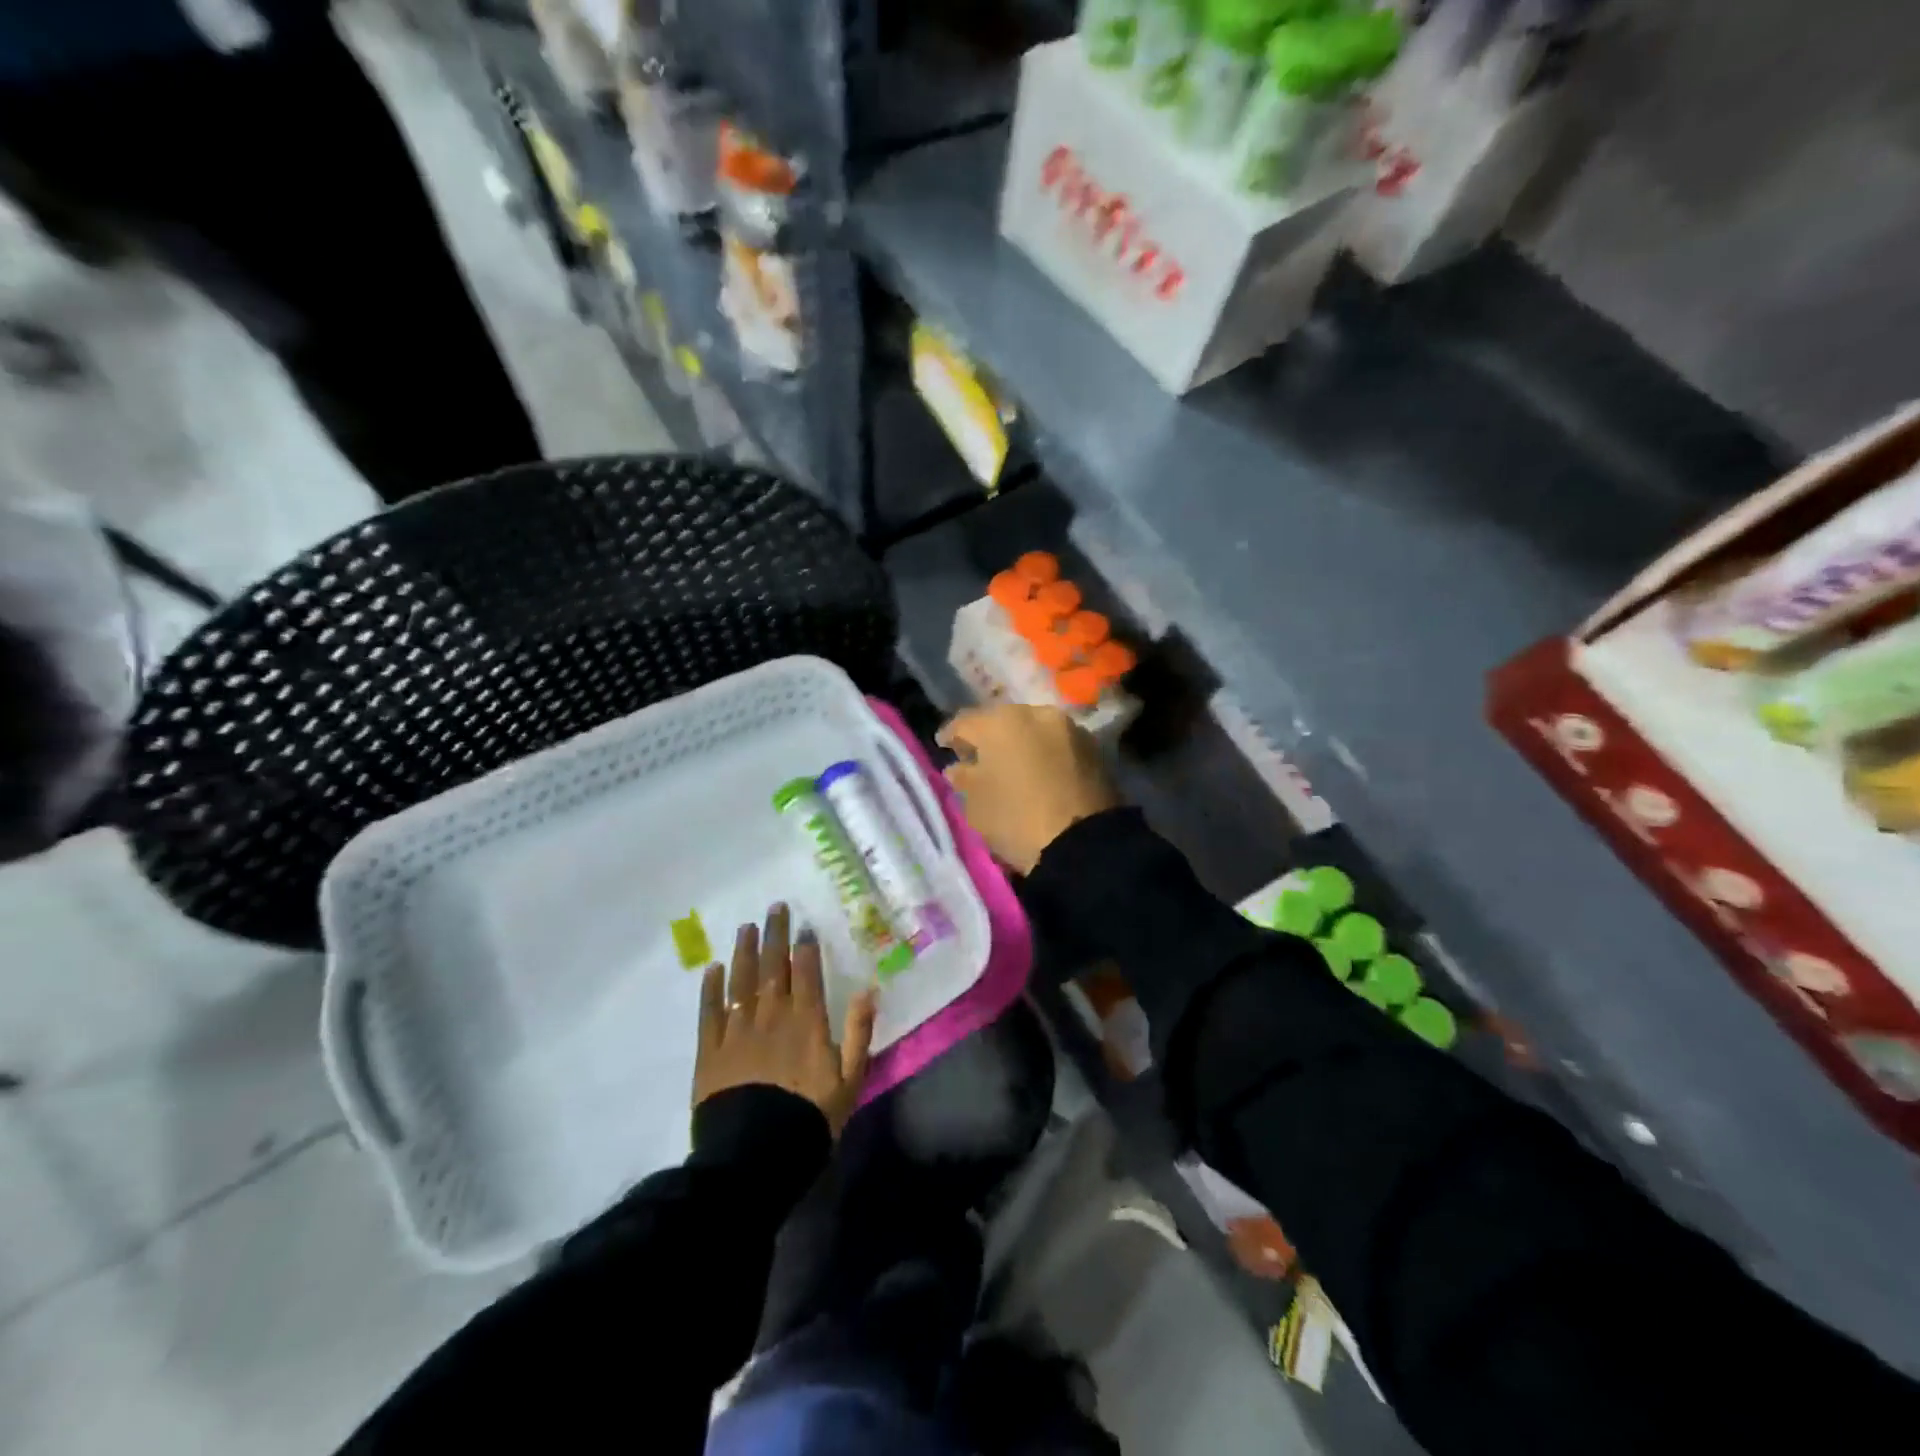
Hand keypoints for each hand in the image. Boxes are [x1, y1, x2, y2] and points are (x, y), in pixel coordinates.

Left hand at [694, 903, 877, 1136]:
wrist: (755, 1158)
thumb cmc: (809, 1119)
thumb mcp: (849, 1080)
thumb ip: (858, 1033)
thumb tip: (870, 990)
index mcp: (806, 1022)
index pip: (805, 972)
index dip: (805, 945)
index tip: (804, 923)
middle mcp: (771, 1016)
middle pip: (772, 967)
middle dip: (775, 935)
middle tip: (775, 907)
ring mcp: (737, 1032)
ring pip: (741, 981)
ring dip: (744, 952)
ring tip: (746, 927)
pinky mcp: (710, 1052)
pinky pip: (709, 1012)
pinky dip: (711, 988)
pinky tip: (712, 968)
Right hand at [937, 704, 1120, 873]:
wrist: (1083, 844)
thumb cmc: (1016, 820)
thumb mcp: (976, 804)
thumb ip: (964, 779)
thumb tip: (959, 768)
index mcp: (1001, 722)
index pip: (965, 722)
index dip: (951, 735)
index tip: (944, 746)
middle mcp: (1036, 714)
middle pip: (1003, 722)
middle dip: (989, 737)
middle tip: (977, 757)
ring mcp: (1069, 730)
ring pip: (1034, 731)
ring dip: (1020, 744)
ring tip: (1010, 767)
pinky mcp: (1094, 750)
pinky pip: (1057, 747)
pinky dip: (1044, 755)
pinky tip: (1038, 773)